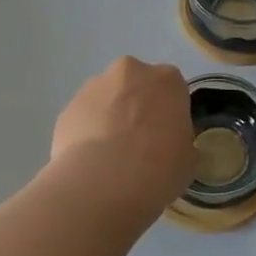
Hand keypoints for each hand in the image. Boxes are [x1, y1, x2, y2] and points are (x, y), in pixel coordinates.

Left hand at [51, 57, 194, 211]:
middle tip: (139, 144)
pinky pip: (83, 119)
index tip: (167, 137)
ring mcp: (93, 88)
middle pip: (136, 86)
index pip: (173, 90)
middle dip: (137, 107)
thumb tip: (171, 146)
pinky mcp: (67, 109)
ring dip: (110, 118)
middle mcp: (130, 72)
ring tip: (111, 157)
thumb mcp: (189, 158)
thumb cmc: (159, 167)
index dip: (169, 114)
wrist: (103, 184)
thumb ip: (181, 142)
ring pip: (107, 99)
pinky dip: (87, 134)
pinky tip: (91, 163)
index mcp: (167, 79)